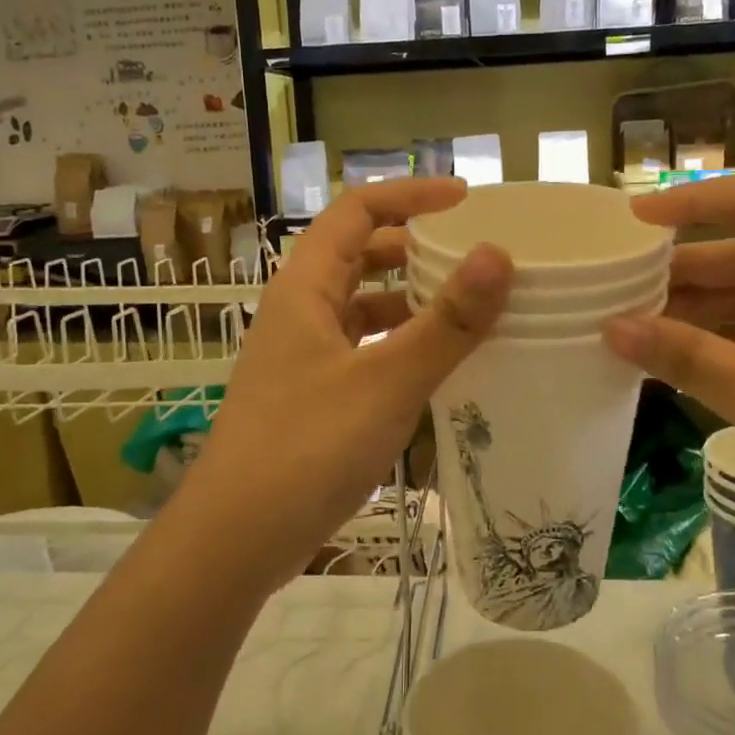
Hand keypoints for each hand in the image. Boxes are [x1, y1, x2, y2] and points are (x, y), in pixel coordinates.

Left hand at [184, 178, 512, 591]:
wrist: (236, 538)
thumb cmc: (307, 448)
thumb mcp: (387, 382)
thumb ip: (446, 322)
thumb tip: (498, 256)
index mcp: (305, 288)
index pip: (356, 211)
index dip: (409, 195)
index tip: (466, 201)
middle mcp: (299, 312)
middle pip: (358, 255)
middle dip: (414, 247)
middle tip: (472, 257)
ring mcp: (302, 356)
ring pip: (360, 306)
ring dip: (408, 299)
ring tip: (466, 309)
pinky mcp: (311, 396)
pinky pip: (362, 350)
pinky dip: (398, 345)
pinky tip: (434, 367)